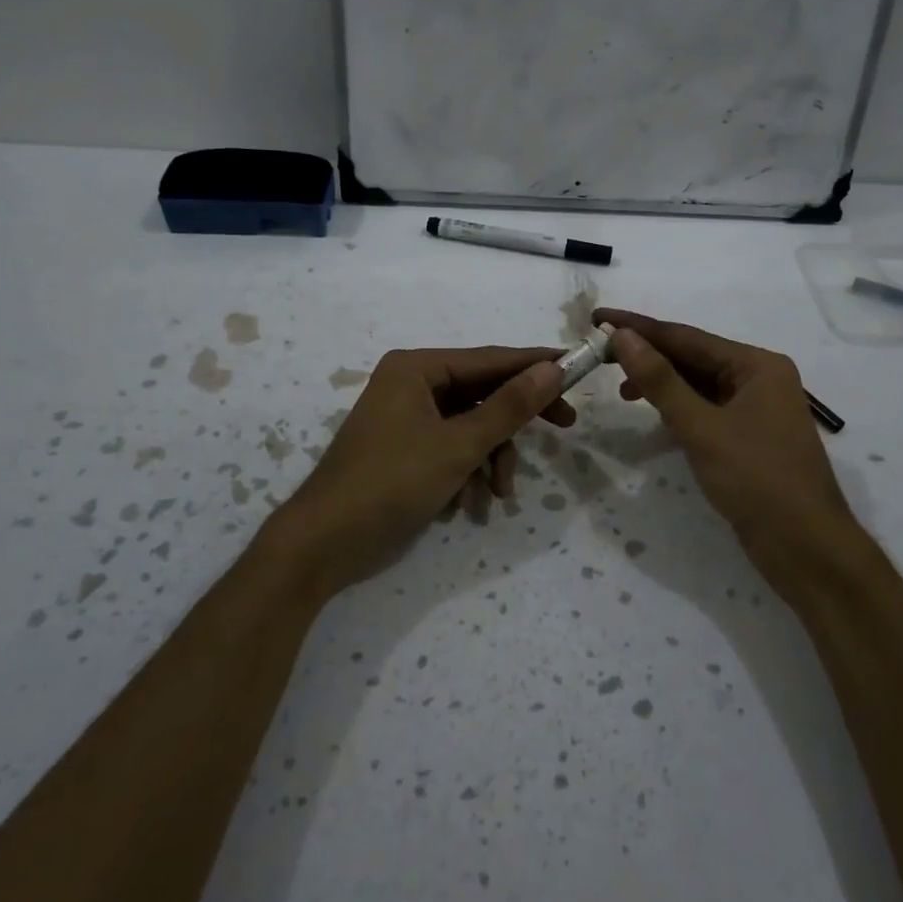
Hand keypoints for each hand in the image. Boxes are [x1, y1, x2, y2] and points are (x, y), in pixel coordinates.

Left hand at [263, 346, 572, 598]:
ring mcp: (406, 418)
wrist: (324, 543)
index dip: (536, 364)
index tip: (578, 368)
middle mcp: (411, 384)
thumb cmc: (392, 482)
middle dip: (514, 423)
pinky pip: (450, 448)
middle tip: (565, 426)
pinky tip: (468, 505)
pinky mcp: (404, 450)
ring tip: (498, 494)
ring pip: (470, 426)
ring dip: (490, 458)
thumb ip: (509, 407)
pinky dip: (466, 472)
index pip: (491, 358)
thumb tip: (552, 369)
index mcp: (417, 368)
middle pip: (482, 392)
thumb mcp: (459, 445)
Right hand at [596, 308, 856, 596]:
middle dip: (648, 355)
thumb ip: (660, 380)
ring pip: (699, 384)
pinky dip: (678, 407)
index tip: (599, 318)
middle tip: (599, 353)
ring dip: (661, 383)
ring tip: (620, 389)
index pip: (687, 337)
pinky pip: (706, 408)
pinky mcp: (750, 437)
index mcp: (757, 365)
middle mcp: (760, 378)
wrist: (806, 548)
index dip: (639, 328)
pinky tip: (655, 413)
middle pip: (693, 357)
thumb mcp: (701, 427)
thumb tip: (622, 336)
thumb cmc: (757, 480)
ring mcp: (757, 409)